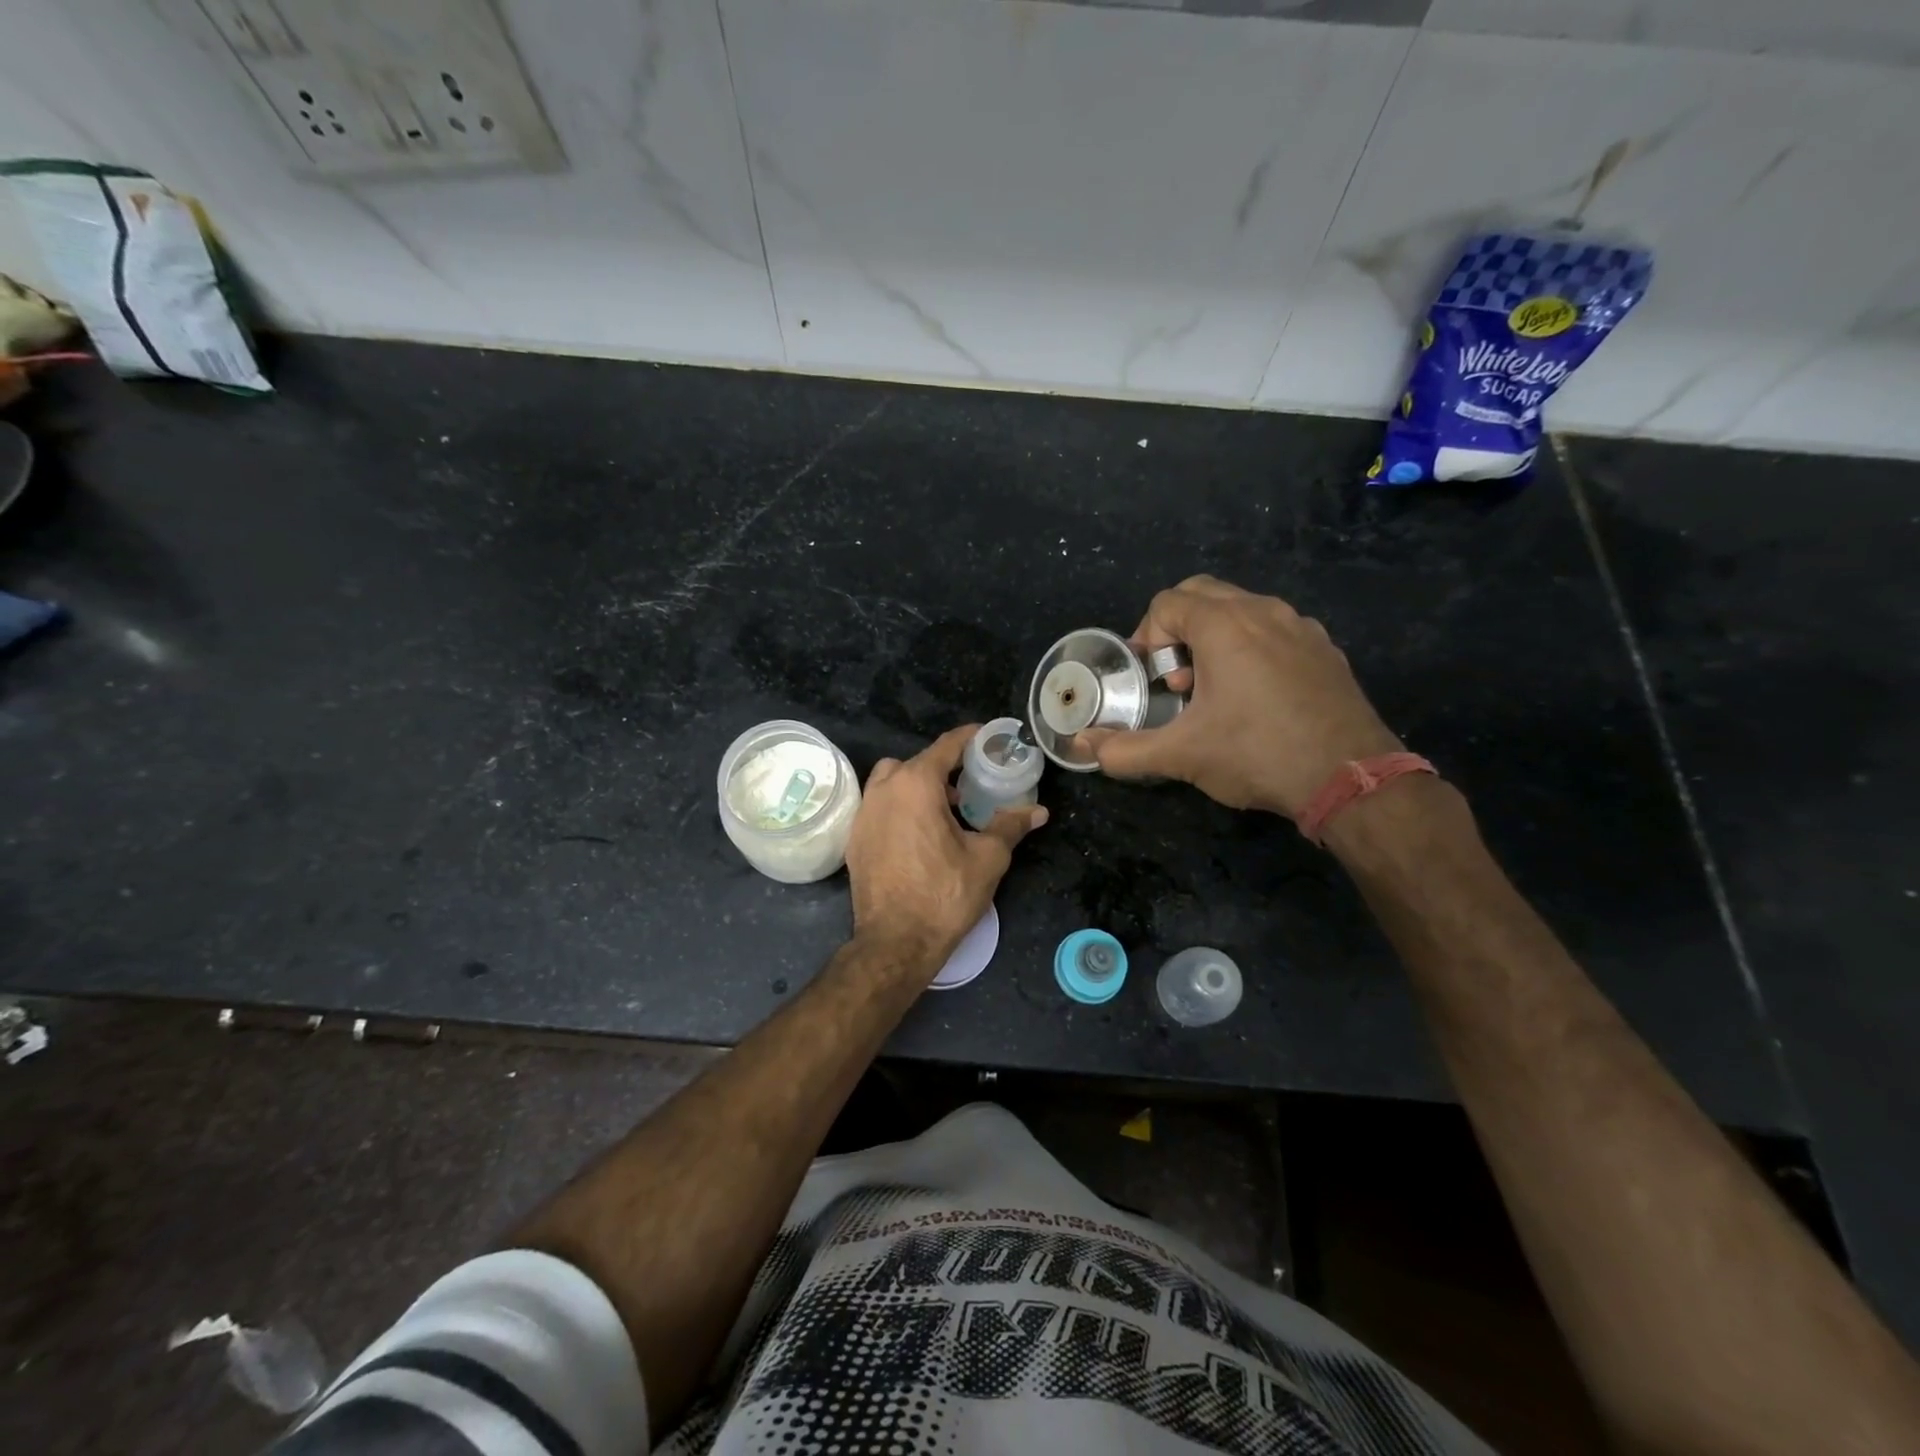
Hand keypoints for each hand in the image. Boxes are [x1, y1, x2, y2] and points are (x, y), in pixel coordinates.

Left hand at [846, 725, 1047, 972]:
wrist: (895, 942)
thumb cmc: (945, 895)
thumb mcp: (988, 858)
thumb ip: (1010, 826)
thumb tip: (1038, 811)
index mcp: (916, 784)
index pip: (947, 746)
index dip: (970, 738)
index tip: (988, 737)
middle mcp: (884, 790)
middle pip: (916, 762)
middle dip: (943, 767)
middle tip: (969, 784)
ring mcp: (864, 814)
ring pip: (891, 781)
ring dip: (916, 785)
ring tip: (943, 810)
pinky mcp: (855, 838)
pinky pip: (879, 806)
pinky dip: (899, 807)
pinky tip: (919, 834)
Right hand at [1080, 575, 1401, 818]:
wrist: (1351, 779)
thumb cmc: (1257, 754)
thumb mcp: (1181, 755)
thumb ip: (1124, 750)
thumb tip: (1082, 747)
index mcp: (1225, 625)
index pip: (1167, 602)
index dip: (1147, 637)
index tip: (1154, 680)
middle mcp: (1264, 611)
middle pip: (1203, 593)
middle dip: (1177, 629)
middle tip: (1178, 678)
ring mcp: (1301, 627)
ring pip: (1242, 608)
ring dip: (1214, 637)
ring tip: (1215, 690)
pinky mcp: (1325, 649)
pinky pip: (1274, 629)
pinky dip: (1252, 647)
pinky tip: (1257, 698)